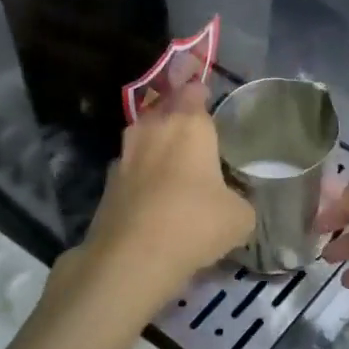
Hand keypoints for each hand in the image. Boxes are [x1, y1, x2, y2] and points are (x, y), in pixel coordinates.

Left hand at [72, 82, 253, 299]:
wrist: (132, 258)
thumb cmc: (195, 223)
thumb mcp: (240, 217)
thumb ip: (240, 200)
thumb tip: (234, 202)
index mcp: (189, 125)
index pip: (194, 91)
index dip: (201, 92)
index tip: (208, 100)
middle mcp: (154, 128)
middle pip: (165, 108)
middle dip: (177, 114)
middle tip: (194, 132)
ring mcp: (125, 154)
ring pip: (144, 136)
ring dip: (156, 144)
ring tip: (173, 162)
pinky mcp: (108, 182)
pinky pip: (131, 167)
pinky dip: (141, 174)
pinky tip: (154, 194)